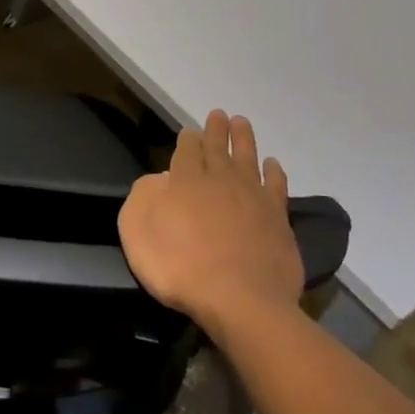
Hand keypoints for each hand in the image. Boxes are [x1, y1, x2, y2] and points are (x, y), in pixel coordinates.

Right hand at [118, 109, 303, 332]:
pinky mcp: (278, 218)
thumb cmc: (179, 268)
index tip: (189, 131)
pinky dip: (274, 172)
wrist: (240, 300)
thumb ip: (142, 198)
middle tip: (219, 114)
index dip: (187, 139)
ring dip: (244, 138)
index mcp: (185, 181)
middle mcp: (219, 180)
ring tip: (242, 122)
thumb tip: (160, 180)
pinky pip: (276, 185)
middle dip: (216, 129)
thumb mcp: (136, 232)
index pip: (186, 151)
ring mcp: (252, 197)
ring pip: (248, 157)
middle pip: (218, 147)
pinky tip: (272, 164)